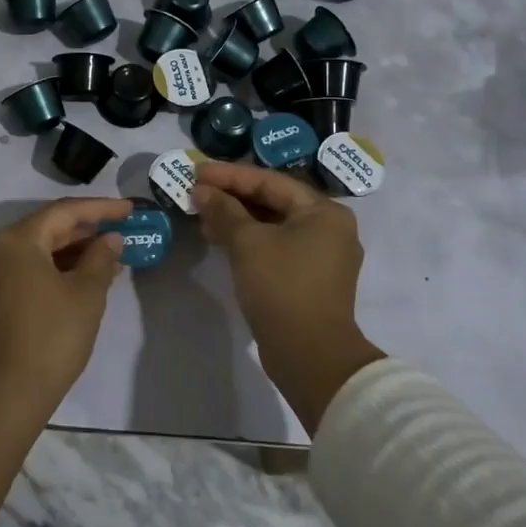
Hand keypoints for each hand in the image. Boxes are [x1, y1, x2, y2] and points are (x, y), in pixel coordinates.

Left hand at [0, 197, 130, 410]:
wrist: (6, 396)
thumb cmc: (51, 337)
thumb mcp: (86, 294)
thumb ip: (101, 258)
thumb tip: (110, 239)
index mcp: (14, 241)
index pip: (63, 213)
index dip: (100, 209)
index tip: (129, 210)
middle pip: (45, 230)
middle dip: (85, 232)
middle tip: (120, 232)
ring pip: (34, 253)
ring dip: (70, 253)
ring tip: (109, 259)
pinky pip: (24, 272)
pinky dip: (52, 271)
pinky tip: (81, 280)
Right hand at [193, 163, 383, 429]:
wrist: (310, 356)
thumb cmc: (282, 287)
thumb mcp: (247, 243)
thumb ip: (223, 210)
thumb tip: (201, 190)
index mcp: (324, 212)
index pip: (270, 181)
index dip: (229, 175)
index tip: (196, 171)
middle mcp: (329, 229)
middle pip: (273, 201)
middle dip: (232, 196)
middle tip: (196, 192)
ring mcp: (322, 256)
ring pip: (272, 225)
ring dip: (236, 219)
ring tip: (201, 216)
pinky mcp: (309, 279)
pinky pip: (275, 246)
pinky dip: (248, 240)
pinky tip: (220, 240)